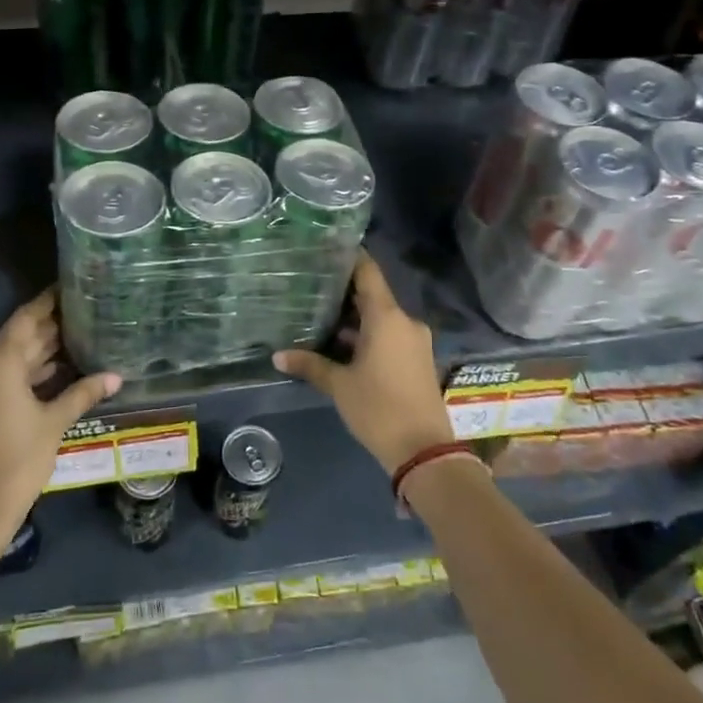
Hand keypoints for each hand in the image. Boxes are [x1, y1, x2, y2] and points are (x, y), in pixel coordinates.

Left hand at [0, 289, 119, 539]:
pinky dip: (23, 376)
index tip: (68, 288)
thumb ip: (82, 393)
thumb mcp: (54, 423)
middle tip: (82, 316)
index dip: (47, 303)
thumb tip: (115, 376)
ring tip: (75, 343)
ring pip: (8, 362)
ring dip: (37, 355)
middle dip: (48, 330)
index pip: (26, 319)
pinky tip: (51, 376)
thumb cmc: (17, 461)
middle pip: (17, 340)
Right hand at [273, 253, 452, 474]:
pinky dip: (369, 334)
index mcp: (386, 317)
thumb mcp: (339, 386)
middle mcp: (404, 321)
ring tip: (321, 316)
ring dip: (355, 318)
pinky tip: (343, 344)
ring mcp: (415, 340)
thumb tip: (277, 356)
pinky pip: (390, 334)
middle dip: (344, 292)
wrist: (425, 451)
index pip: (368, 272)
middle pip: (373, 295)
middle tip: (312, 287)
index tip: (325, 251)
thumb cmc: (379, 409)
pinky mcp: (418, 359)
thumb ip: (310, 365)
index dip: (348, 258)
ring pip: (381, 317)